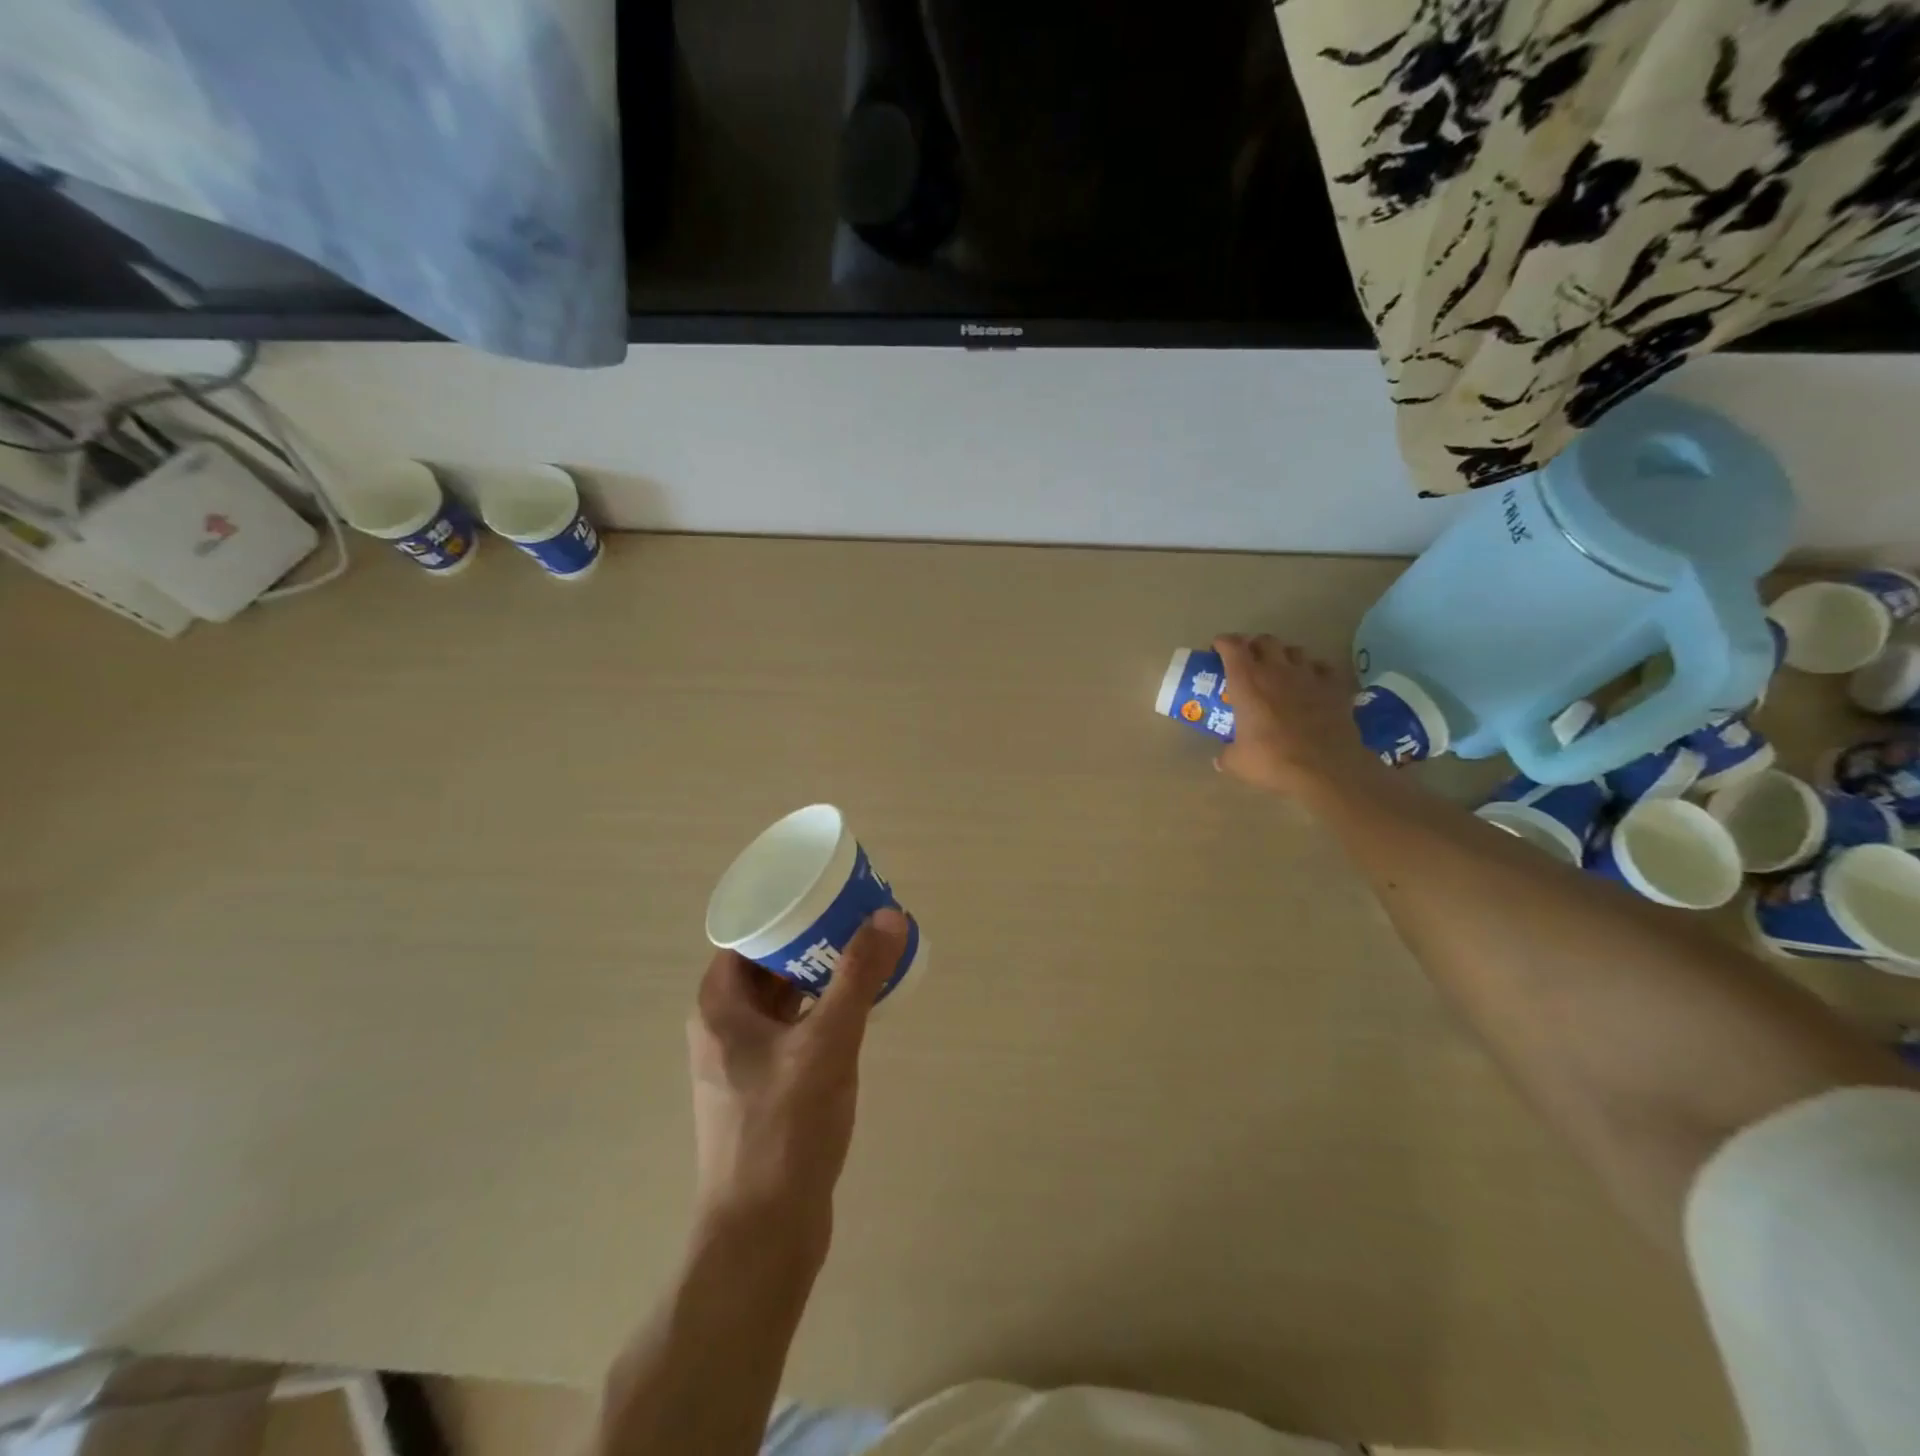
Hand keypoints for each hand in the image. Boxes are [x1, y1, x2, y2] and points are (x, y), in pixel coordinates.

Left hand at [687, 911, 907, 1254]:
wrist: (763, 1235)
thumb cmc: (784, 1130)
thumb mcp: (827, 1044)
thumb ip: (857, 978)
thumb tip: (888, 915)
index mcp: (719, 1007)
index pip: (748, 934)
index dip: (786, 908)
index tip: (827, 892)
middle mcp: (724, 1027)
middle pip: (768, 963)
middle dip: (811, 939)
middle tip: (857, 917)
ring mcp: (744, 1061)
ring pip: (783, 997)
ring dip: (820, 974)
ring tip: (865, 953)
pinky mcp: (766, 1088)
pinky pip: (794, 1029)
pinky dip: (822, 1010)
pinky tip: (857, 1008)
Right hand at [1213, 634, 1383, 795]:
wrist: (1326, 769)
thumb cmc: (1273, 761)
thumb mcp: (1238, 762)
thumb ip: (1226, 755)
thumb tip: (1221, 760)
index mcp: (1247, 682)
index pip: (1232, 646)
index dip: (1223, 643)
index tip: (1217, 648)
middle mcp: (1277, 670)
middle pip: (1265, 640)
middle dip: (1254, 645)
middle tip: (1248, 659)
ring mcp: (1309, 676)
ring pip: (1295, 650)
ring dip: (1284, 655)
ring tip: (1280, 669)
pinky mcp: (1335, 687)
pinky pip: (1323, 668)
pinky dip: (1314, 671)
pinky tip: (1311, 682)